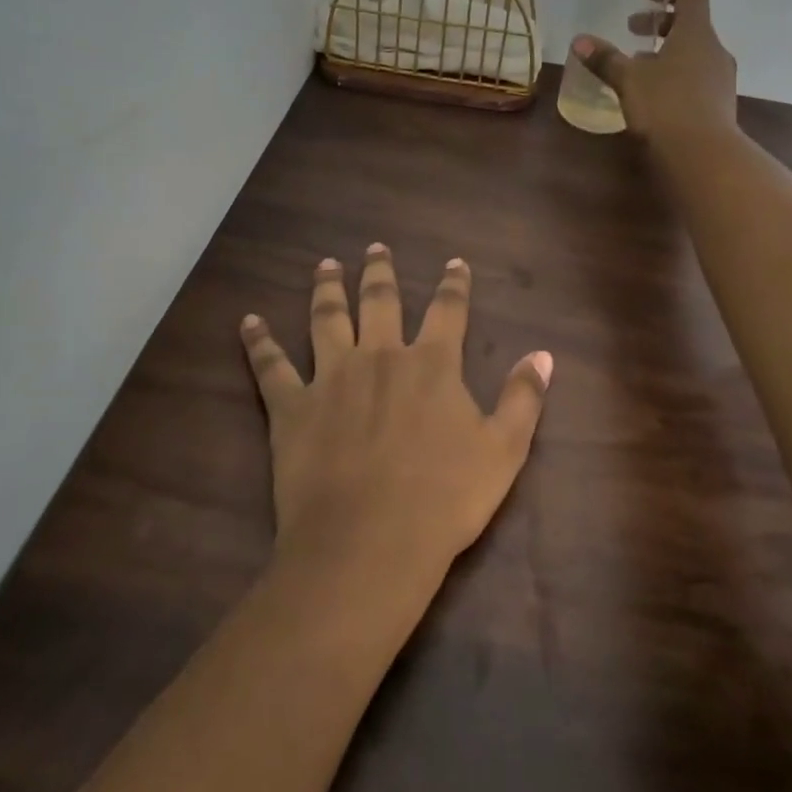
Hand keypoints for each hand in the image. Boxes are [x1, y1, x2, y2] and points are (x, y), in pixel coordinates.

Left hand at [239, 246, 552, 589]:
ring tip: (325, 265)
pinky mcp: (291, 406)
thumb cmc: (444, 500)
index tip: (454, 262)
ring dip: (327, 289)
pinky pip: (271, 365)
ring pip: (327, 319)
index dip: (454, 284)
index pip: (448, 311)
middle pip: (380, 301)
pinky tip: (248, 321)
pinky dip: (258, 341)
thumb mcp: (504, 451)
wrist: (370, 543)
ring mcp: (331, 377)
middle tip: (374, 248)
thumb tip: (544, 354)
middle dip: (380, 272)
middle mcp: (380, 356)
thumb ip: (523, 398)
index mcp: (431, 365)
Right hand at [571, 0, 736, 146]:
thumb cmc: (665, 106)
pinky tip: (653, 94)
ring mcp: (720, 79)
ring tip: (638, 64)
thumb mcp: (629, 80)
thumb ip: (605, 59)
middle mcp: (713, 50)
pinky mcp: (719, 104)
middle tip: (631, 29)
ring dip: (666, 52)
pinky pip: (696, 77)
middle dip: (659, 23)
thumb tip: (579, 41)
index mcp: (696, 33)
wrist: (703, 155)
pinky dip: (675, 74)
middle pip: (690, 25)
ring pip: (693, 53)